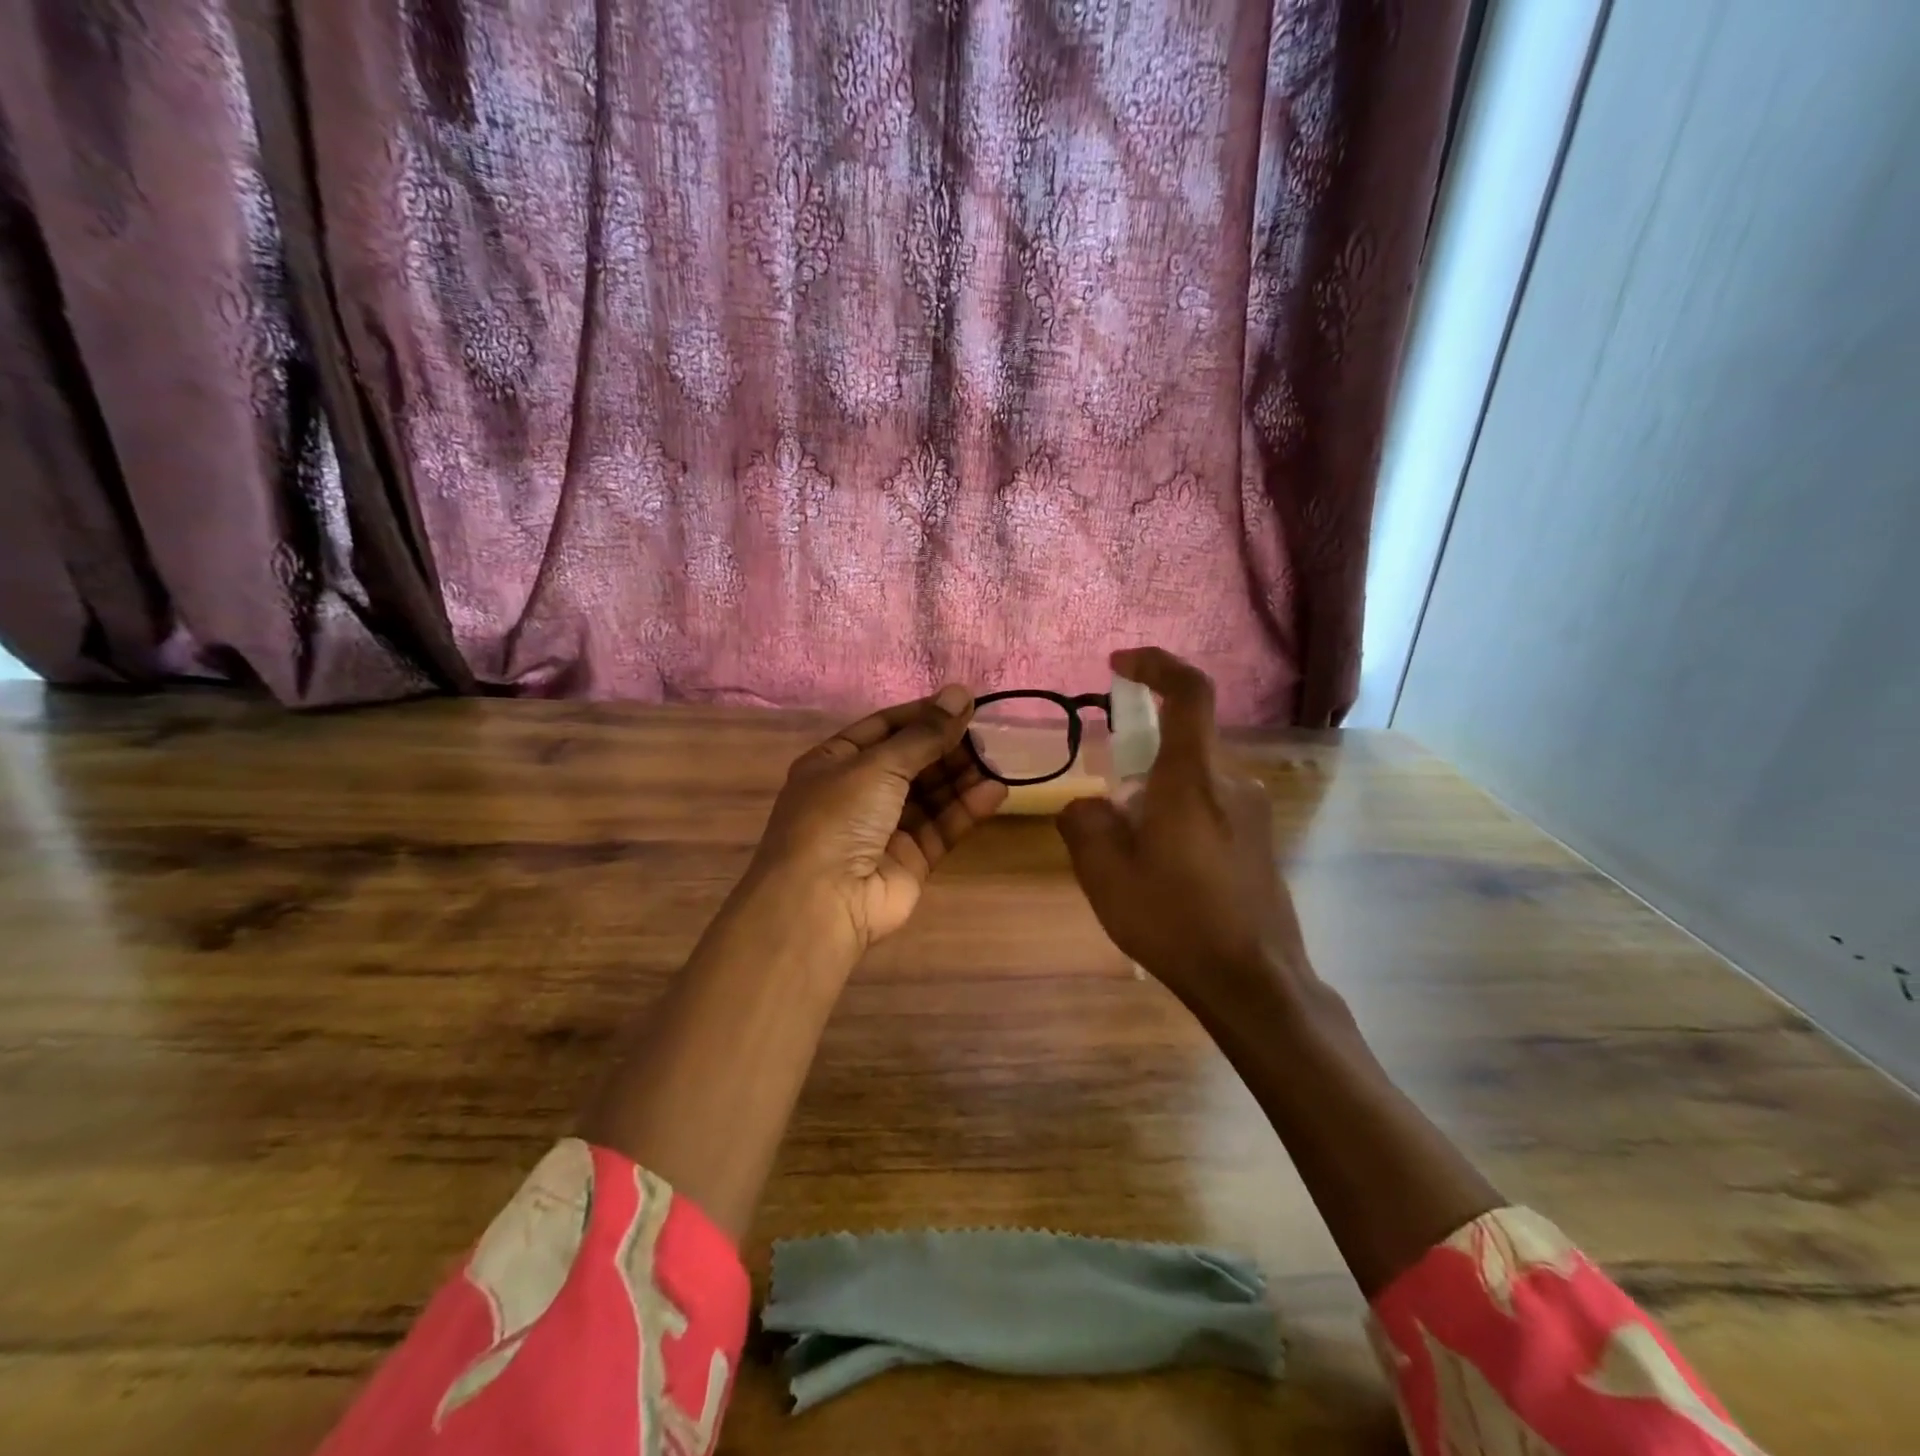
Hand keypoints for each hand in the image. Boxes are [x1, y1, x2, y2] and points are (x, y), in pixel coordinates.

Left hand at [746, 684, 1007, 958]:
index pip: (884, 727)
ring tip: (998, 760)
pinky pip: (941, 827)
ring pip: (931, 795)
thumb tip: (960, 692)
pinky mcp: (910, 860)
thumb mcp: (878, 764)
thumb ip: (924, 734)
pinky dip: (966, 809)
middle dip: (947, 746)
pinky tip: (995, 792)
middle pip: (911, 761)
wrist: (822, 902)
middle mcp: (858, 793)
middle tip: (989, 733)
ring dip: (962, 777)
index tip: (964, 703)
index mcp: (835, 762)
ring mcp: (884, 828)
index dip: (923, 714)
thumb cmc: (839, 816)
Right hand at [1056, 648, 1308, 1009]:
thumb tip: (1088, 805)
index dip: (1156, 664)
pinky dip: (1178, 811)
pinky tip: (1163, 867)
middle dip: (1139, 752)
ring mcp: (1252, 810)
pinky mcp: (1259, 838)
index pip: (1188, 692)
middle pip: (1183, 738)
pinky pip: (1211, 803)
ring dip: (1157, 790)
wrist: (1254, 981)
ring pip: (1194, 775)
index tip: (1119, 664)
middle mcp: (1230, 781)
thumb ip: (1085, 823)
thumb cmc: (1175, 921)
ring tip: (1131, 849)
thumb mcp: (1105, 875)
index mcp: (1193, 778)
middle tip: (1108, 802)